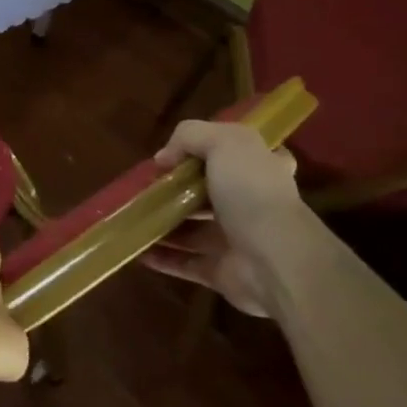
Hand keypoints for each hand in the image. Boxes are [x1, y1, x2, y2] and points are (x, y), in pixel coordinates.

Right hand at [142, 121, 305, 317]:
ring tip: (131, 215)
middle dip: (177, 189)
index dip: (210, 150)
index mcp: (260, 170)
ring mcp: (236, 239)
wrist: (275, 260)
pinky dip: (161, 257)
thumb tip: (163, 158)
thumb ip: (191, 136)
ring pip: (192, 228)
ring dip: (163, 223)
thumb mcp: (224, 142)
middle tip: (146, 186)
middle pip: (208, 191)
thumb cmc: (252, 193)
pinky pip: (184, 262)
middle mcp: (251, 203)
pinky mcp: (221, 270)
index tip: (177, 155)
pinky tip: (136, 249)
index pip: (239, 154)